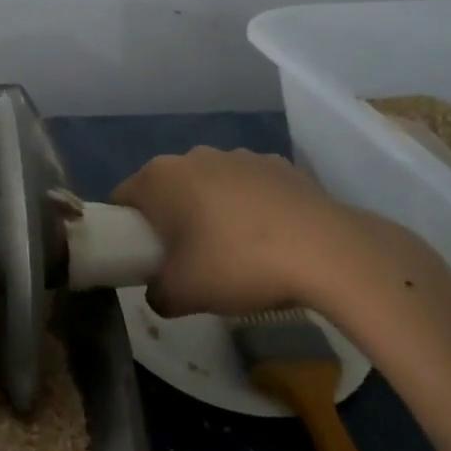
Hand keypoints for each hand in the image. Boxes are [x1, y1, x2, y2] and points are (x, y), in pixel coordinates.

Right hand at [113, 147, 393, 319]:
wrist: (328, 252)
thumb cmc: (238, 264)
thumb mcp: (182, 295)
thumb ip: (156, 293)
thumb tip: (159, 290)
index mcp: (160, 177)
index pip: (123, 198)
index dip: (125, 229)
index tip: (141, 257)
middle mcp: (194, 155)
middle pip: (167, 188)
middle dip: (169, 219)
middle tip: (185, 260)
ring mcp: (239, 155)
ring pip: (209, 184)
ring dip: (210, 210)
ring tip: (234, 252)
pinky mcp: (279, 164)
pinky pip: (249, 186)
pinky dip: (250, 207)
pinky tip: (270, 239)